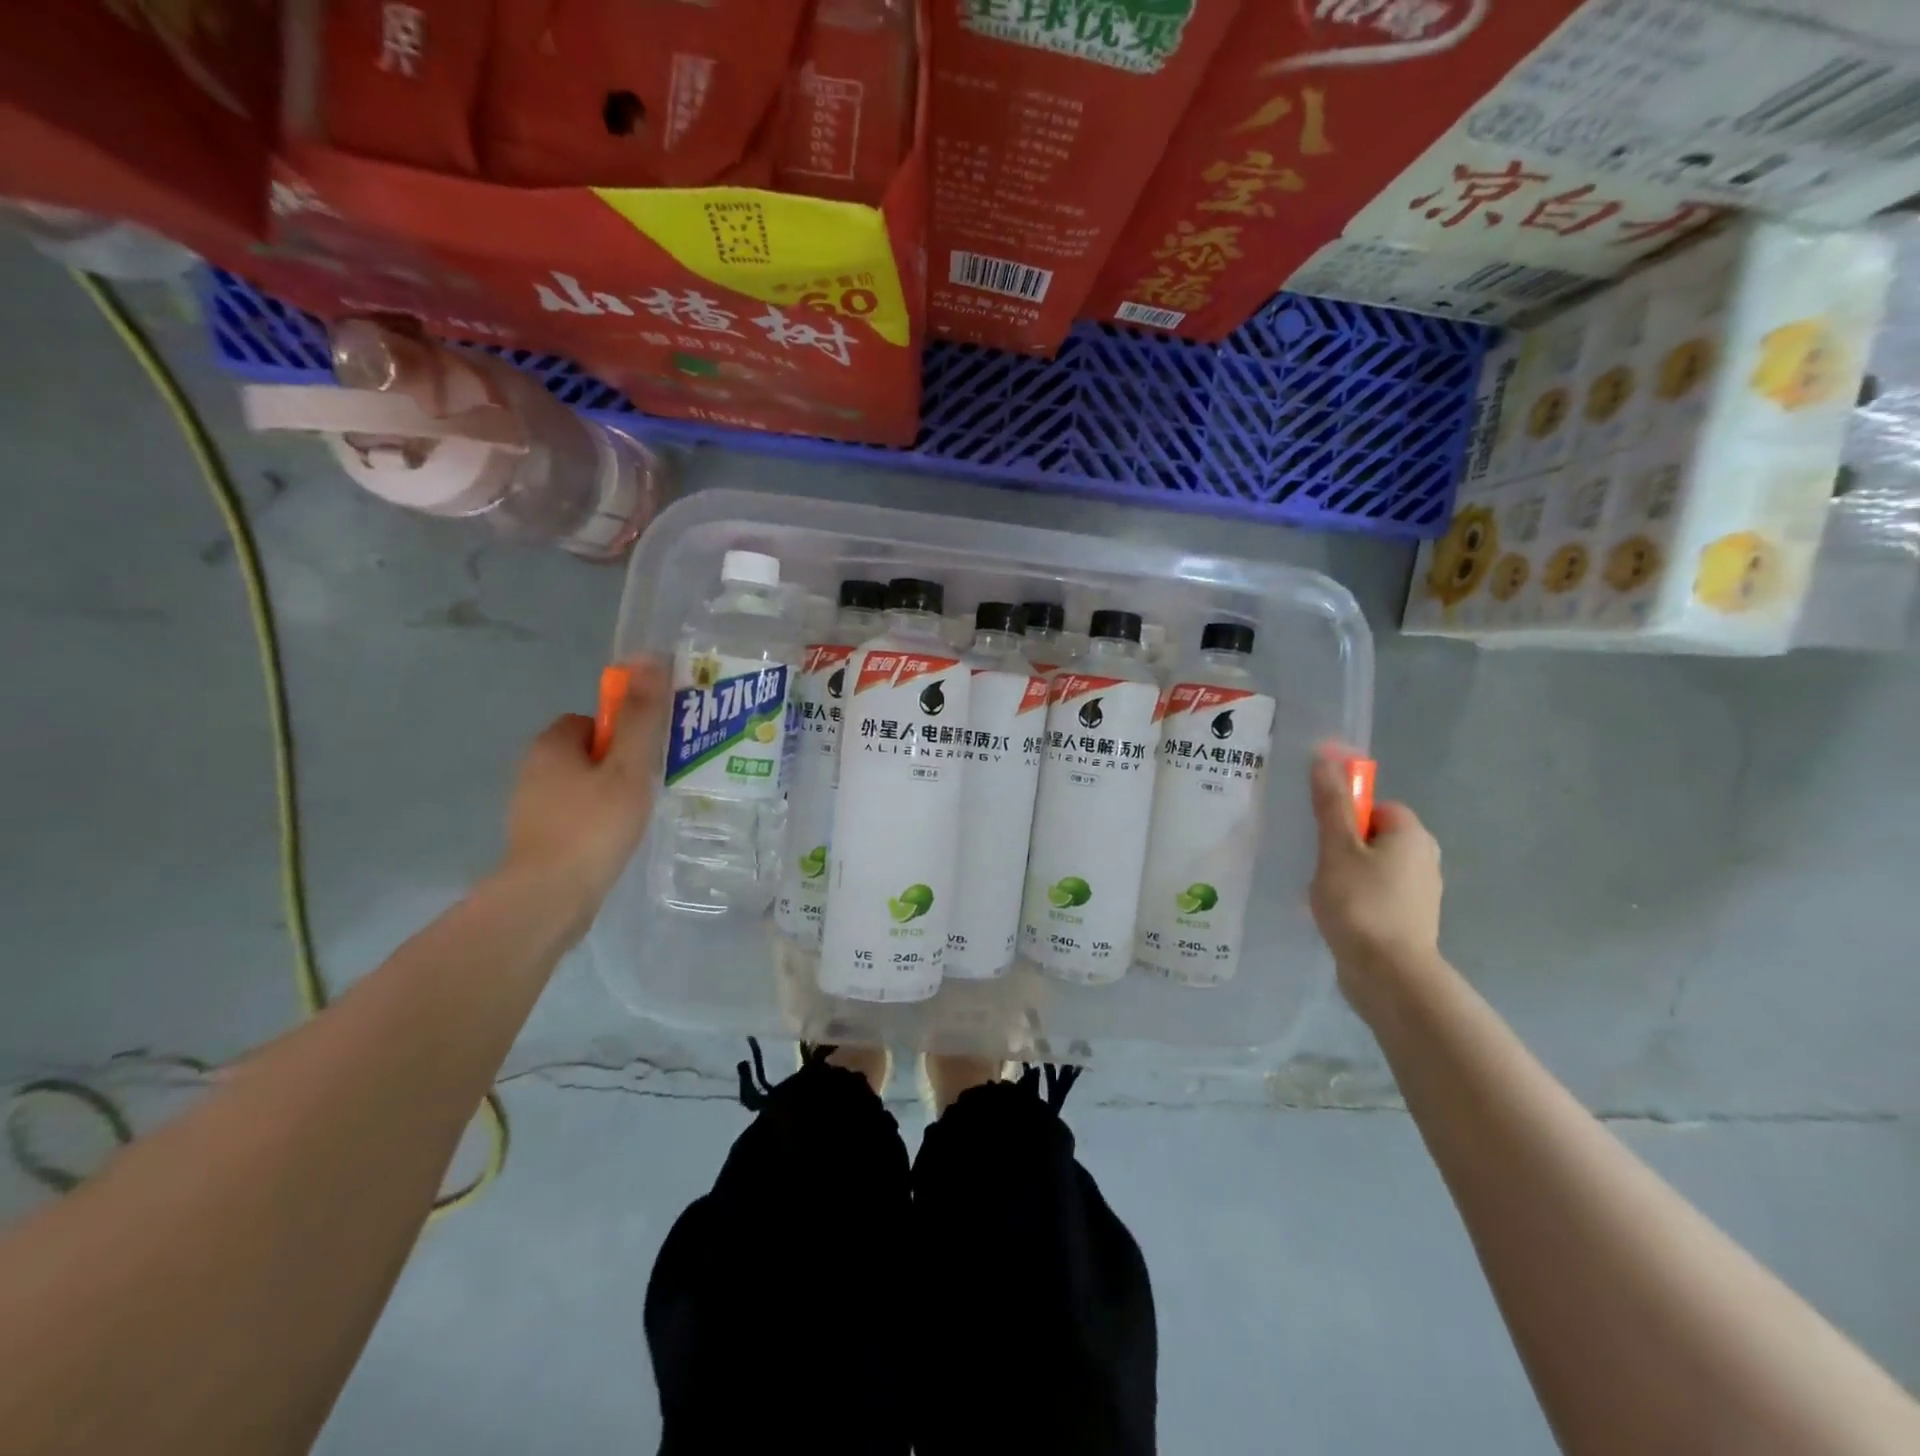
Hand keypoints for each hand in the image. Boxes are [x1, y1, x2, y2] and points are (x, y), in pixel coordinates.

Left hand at [501, 659, 669, 919]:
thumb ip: (641, 717)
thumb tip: (649, 657)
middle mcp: (533, 769)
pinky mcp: (535, 839)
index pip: (594, 721)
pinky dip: (595, 822)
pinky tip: (614, 841)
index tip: (645, 759)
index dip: (624, 734)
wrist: (548, 898)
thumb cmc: (593, 826)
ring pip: (581, 786)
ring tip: (637, 817)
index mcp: (552, 744)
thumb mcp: (628, 767)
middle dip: (619, 766)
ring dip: (609, 795)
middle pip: (588, 753)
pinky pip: (574, 815)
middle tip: (648, 788)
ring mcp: (530, 807)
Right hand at [1308, 754, 1443, 1023]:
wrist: (1388, 974)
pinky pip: (1375, 895)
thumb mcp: (1337, 847)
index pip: (1376, 805)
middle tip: (1315, 861)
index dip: (1346, 813)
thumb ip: (1331, 804)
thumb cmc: (1361, 903)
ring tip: (1319, 891)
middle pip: (1373, 836)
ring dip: (1344, 873)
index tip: (1321, 834)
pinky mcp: (1408, 921)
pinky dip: (1354, 898)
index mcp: (1412, 835)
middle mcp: (1424, 859)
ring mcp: (1419, 894)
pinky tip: (1333, 914)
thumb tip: (1326, 756)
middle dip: (1341, 845)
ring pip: (1372, 867)